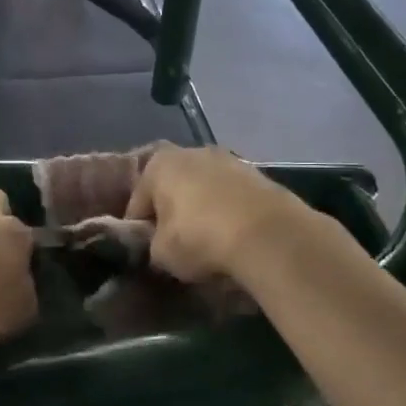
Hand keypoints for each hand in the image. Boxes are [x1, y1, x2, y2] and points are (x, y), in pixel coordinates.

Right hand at [124, 147, 313, 284]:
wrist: (268, 235)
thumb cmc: (199, 238)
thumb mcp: (161, 254)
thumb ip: (153, 245)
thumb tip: (160, 246)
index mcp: (159, 164)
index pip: (137, 200)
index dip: (138, 227)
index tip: (145, 249)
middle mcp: (192, 151)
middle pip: (172, 186)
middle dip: (172, 210)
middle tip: (175, 242)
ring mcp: (229, 160)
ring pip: (205, 188)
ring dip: (203, 208)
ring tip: (208, 241)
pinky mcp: (259, 175)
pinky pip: (232, 196)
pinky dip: (229, 212)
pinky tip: (233, 236)